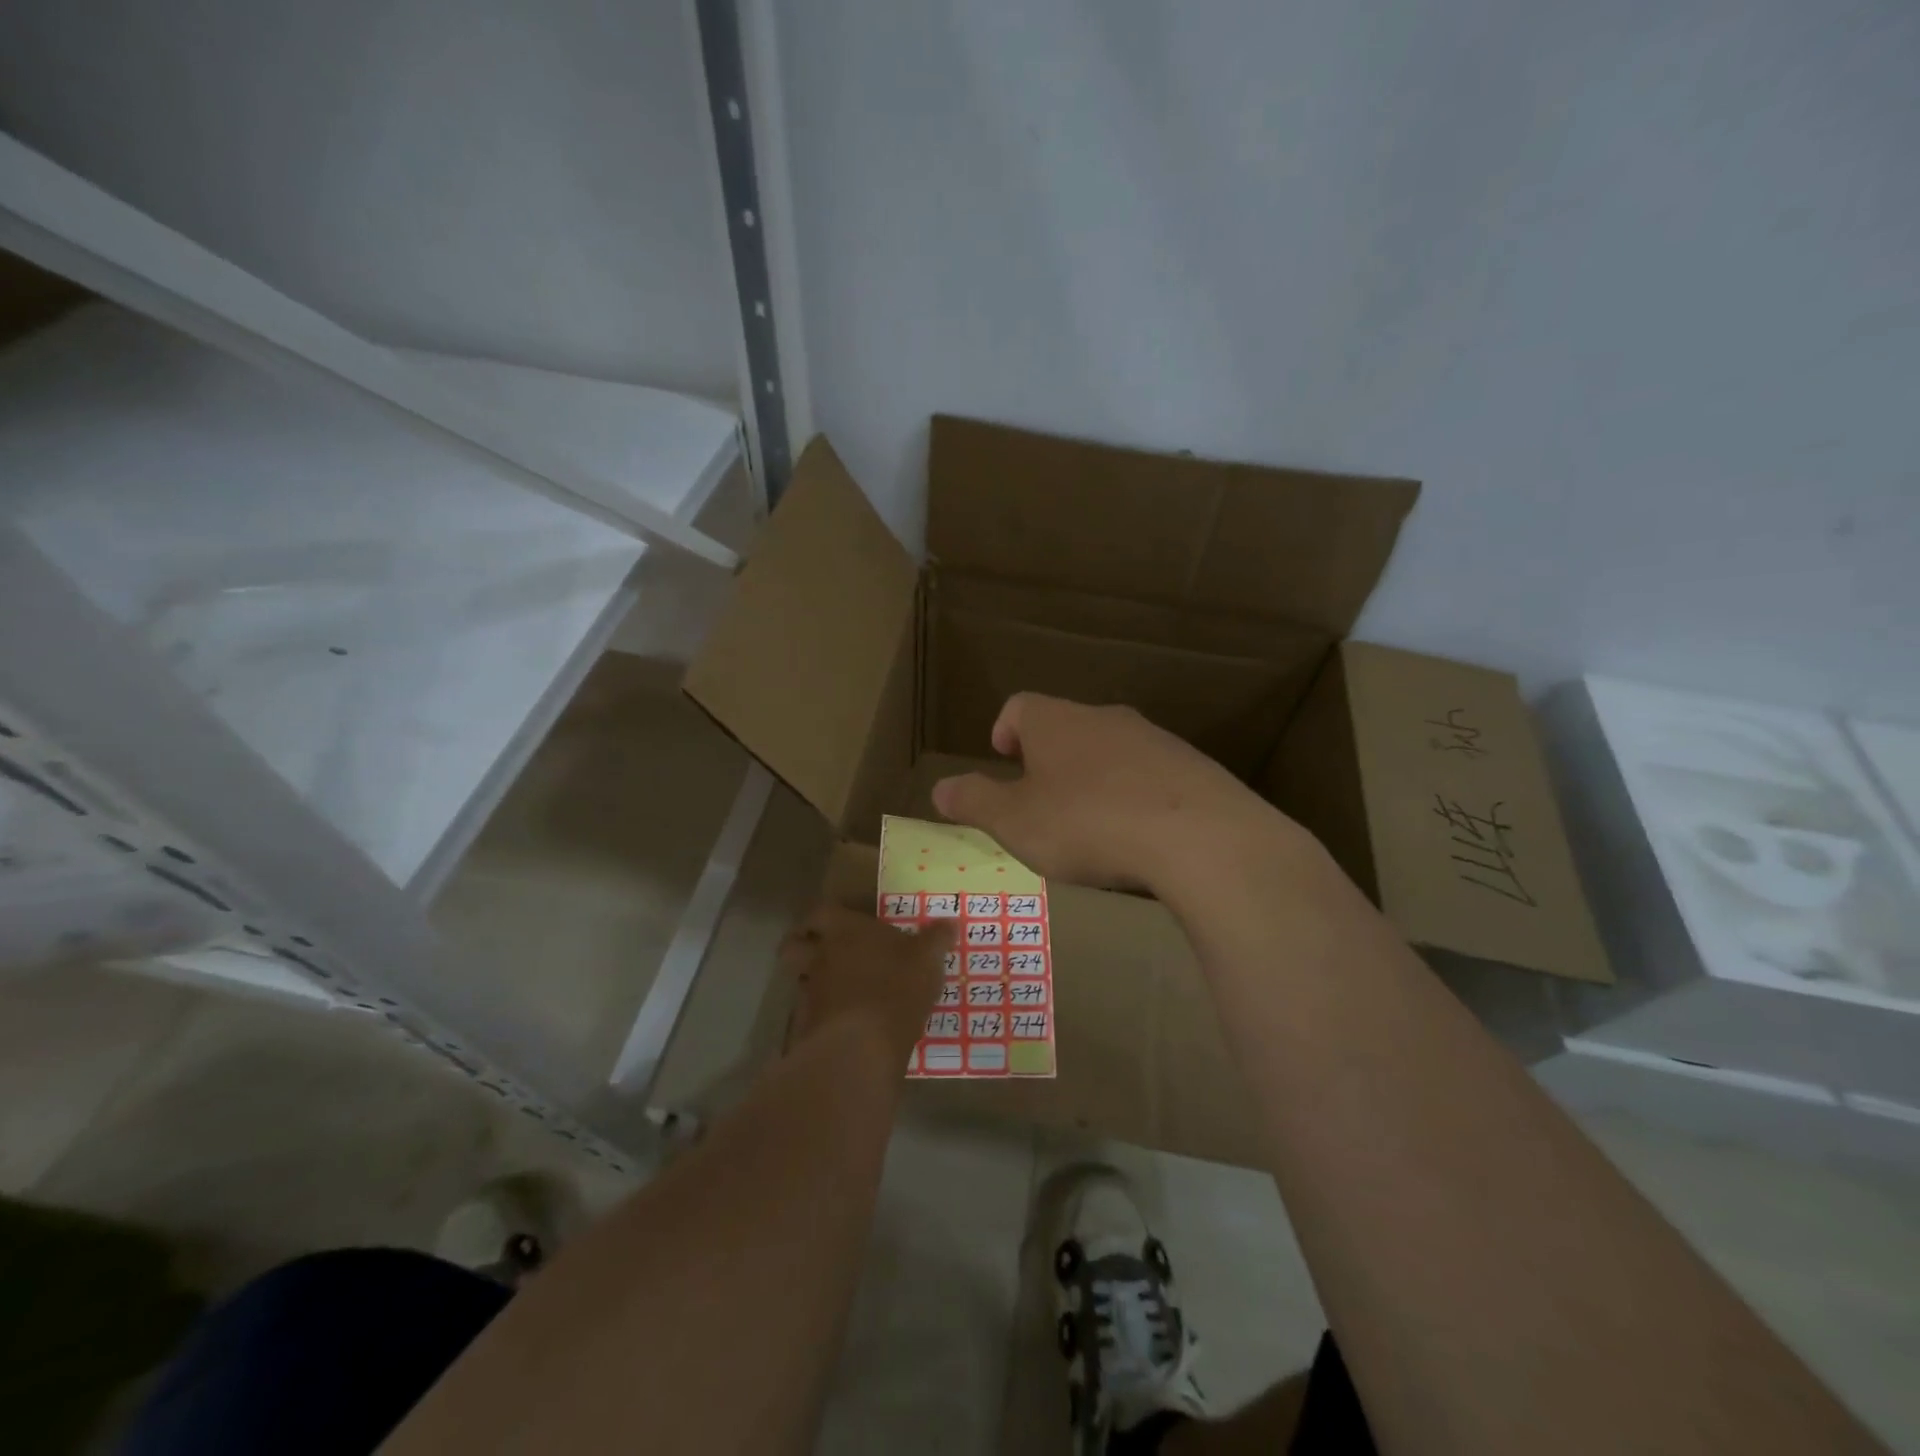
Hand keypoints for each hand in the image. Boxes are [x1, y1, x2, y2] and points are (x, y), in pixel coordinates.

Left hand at [781, 905, 953, 1060]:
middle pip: (795, 945)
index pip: (821, 912)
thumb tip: (950, 922)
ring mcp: (809, 991)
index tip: (829, 924)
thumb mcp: (928, 960)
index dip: (822, 918)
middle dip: (802, 946)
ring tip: (833, 990)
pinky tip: (839, 1022)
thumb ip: (937, 939)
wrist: (862, 1045)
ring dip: (811, 981)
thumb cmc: (896, 987)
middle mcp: (820, 955)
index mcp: (845, 930)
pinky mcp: (807, 1026)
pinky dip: (819, 1014)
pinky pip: (808, 1012)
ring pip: (799, 978)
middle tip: (821, 953)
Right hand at [930, 693, 1278, 892]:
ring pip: (1110, 749)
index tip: (1002, 758)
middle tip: (1040, 799)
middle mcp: (1104, 718)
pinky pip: (1150, 775)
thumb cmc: (1087, 823)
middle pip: (1067, 726)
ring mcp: (1154, 740)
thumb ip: (974, 802)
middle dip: (1049, 758)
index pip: (1020, 706)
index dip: (1005, 729)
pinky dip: (1134, 796)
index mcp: (1056, 722)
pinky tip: (1137, 835)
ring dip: (1093, 777)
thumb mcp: (1015, 821)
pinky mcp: (1192, 769)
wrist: (1198, 836)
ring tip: (1089, 824)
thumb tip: (939, 788)